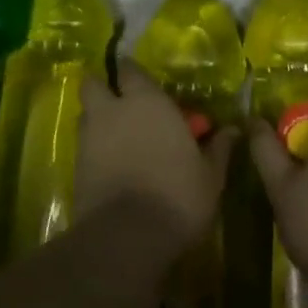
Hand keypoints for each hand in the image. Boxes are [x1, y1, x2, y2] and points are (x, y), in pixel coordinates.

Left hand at [75, 61, 236, 262]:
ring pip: (84, 114)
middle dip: (101, 88)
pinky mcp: (75, 167)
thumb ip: (218, 149)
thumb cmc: (177, 196)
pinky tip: (109, 166)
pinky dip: (92, 150)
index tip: (141, 81)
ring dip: (96, 119)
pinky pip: (82, 146)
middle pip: (92, 84)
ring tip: (115, 137)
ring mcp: (89, 138)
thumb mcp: (210, 176)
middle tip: (118, 102)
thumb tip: (233, 130)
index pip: (130, 69)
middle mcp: (113, 110)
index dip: (132, 72)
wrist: (127, 238)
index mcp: (147, 101)